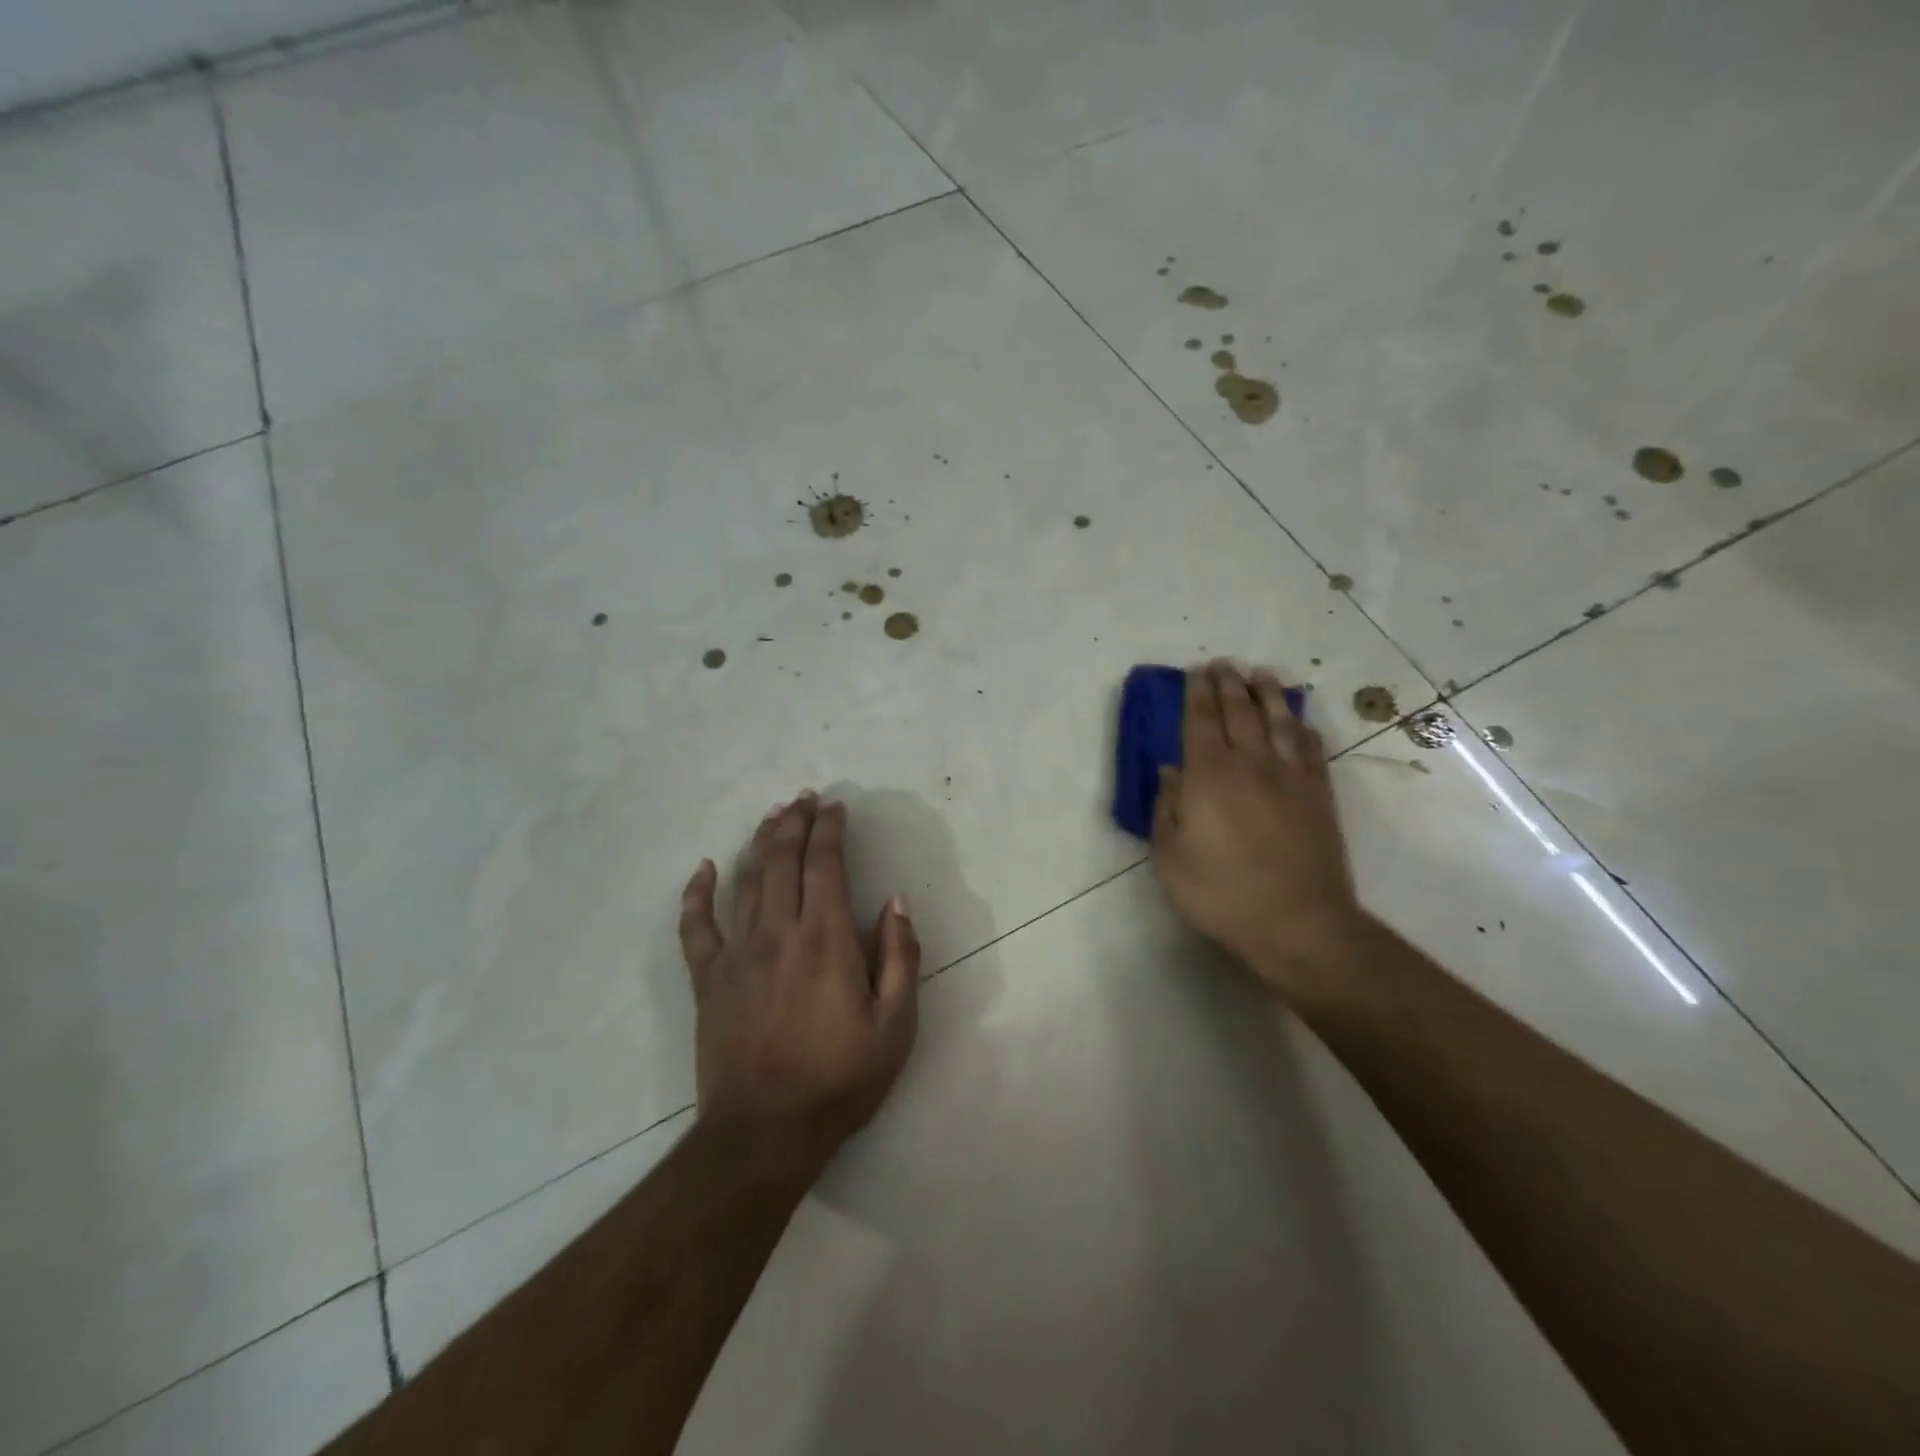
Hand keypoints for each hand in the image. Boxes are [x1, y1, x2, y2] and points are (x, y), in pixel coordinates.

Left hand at [678, 793, 919, 1176]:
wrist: (765, 1133)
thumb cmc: (840, 1080)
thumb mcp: (895, 1026)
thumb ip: (901, 957)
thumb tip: (896, 902)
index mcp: (826, 940)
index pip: (825, 865)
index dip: (829, 830)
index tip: (835, 807)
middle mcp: (778, 933)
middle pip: (782, 860)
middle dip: (794, 822)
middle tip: (804, 798)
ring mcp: (737, 954)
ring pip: (746, 881)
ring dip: (760, 843)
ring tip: (772, 816)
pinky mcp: (707, 980)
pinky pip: (696, 927)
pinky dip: (697, 893)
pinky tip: (704, 868)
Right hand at [1150, 662, 1364, 995]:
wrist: (1298, 922)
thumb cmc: (1221, 893)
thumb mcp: (1170, 857)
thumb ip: (1166, 808)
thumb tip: (1169, 770)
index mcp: (1208, 776)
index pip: (1200, 721)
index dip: (1196, 693)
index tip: (1195, 672)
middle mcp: (1250, 764)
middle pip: (1239, 712)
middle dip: (1228, 684)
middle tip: (1223, 664)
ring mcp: (1290, 776)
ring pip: (1278, 721)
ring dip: (1267, 694)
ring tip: (1259, 674)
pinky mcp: (1319, 793)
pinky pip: (1309, 747)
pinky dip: (1301, 726)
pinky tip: (1297, 720)